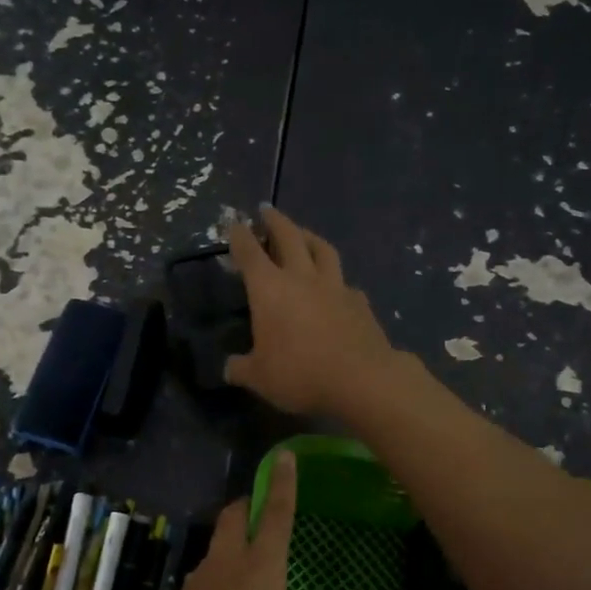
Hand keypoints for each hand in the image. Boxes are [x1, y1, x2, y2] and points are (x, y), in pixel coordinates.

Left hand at [137, 452, 298, 589]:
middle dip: (243, 508)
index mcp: (261, 573)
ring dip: (225, 566)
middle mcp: (224, 568)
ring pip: (211, 559)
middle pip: (231, 518)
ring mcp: (192, 586)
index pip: (276, 517)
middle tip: (253, 514)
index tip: (282, 457)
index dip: (282, 485)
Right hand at [225, 204, 398, 417]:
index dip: (240, 236)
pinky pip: (344, 282)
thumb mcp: (259, 378)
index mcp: (270, 289)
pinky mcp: (360, 302)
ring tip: (303, 234)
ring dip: (309, 237)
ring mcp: (335, 287)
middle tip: (267, 210)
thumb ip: (241, 368)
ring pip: (322, 250)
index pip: (250, 253)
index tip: (235, 222)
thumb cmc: (300, 374)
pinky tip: (336, 286)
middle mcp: (302, 278)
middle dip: (275, 221)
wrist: (362, 379)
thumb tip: (229, 367)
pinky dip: (336, 278)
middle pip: (289, 237)